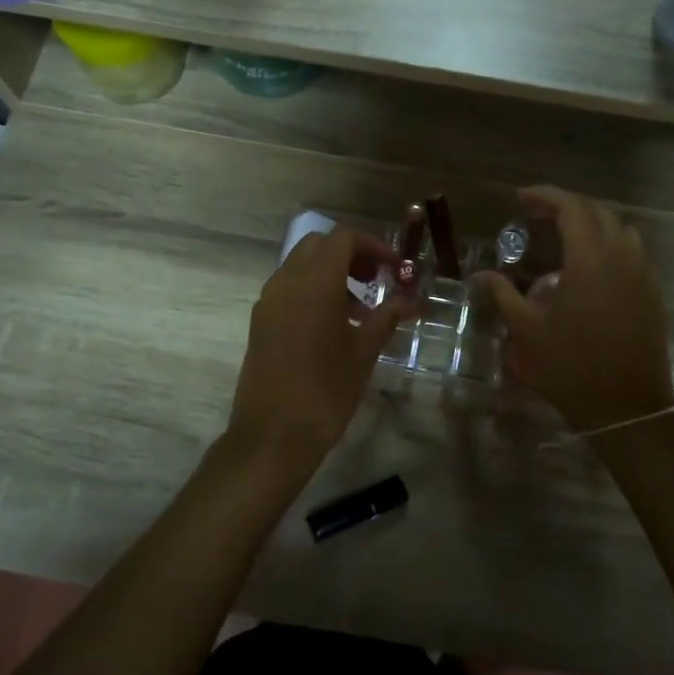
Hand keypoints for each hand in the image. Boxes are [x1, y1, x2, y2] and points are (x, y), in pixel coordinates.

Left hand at [225, 226, 411, 482]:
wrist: (273, 436)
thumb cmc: (326, 391)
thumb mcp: (363, 352)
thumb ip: (387, 318)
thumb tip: (413, 302)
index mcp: (314, 283)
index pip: (342, 238)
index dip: (372, 245)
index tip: (394, 267)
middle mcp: (286, 282)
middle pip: (318, 245)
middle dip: (349, 254)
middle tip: (375, 280)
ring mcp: (268, 301)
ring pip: (300, 266)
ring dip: (330, 273)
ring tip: (359, 308)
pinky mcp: (260, 321)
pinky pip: (287, 288)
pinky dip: (311, 290)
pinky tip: (333, 325)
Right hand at [474, 187, 673, 433]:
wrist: (626, 407)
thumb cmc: (570, 367)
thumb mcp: (526, 331)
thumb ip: (503, 294)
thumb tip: (481, 274)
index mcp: (590, 258)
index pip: (570, 207)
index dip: (544, 196)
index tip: (520, 199)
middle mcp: (621, 255)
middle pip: (597, 211)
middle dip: (566, 205)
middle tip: (537, 215)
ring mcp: (642, 273)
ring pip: (620, 228)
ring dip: (591, 222)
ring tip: (563, 235)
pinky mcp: (652, 291)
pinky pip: (632, 250)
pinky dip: (609, 242)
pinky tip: (590, 264)